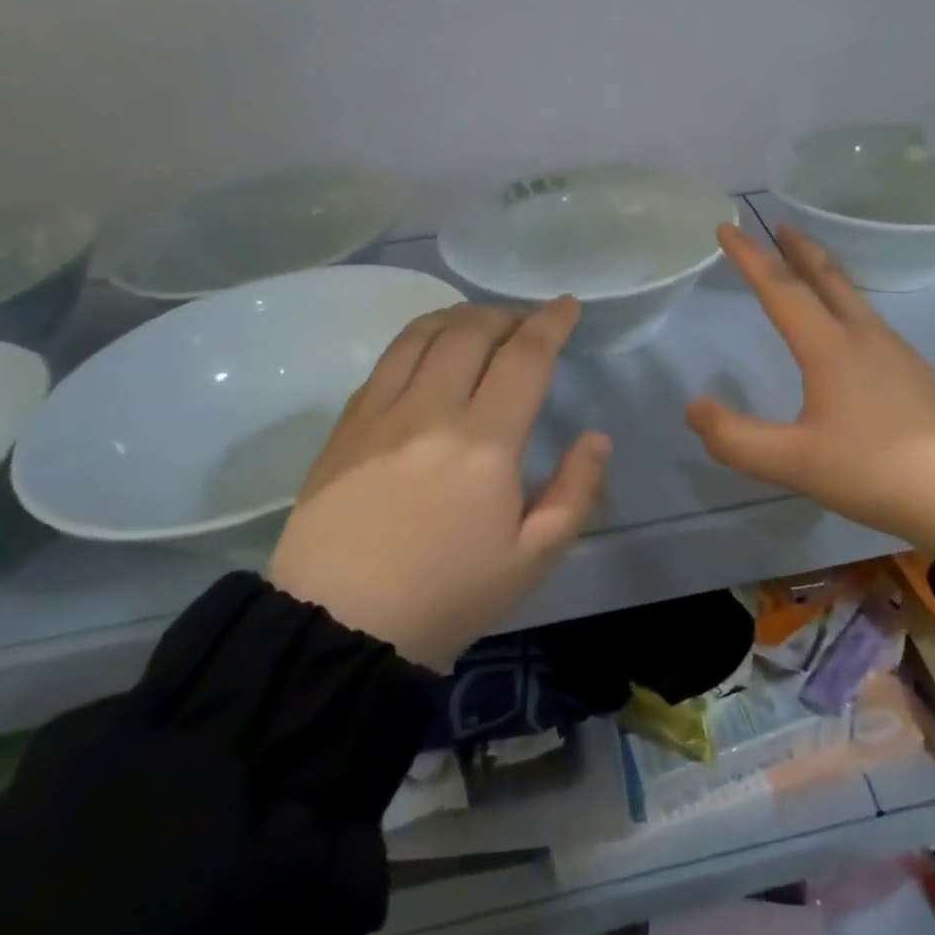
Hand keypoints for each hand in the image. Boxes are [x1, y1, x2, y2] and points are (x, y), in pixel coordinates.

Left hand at [268, 299, 609, 670]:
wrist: (338, 629)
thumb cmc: (448, 596)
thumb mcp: (533, 559)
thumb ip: (576, 492)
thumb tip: (596, 437)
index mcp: (484, 444)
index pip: (524, 357)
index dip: (551, 322)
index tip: (567, 305)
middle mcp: (431, 412)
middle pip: (472, 331)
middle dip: (508, 315)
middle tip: (527, 324)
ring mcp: (381, 414)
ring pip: (424, 334)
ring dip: (461, 317)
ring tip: (481, 324)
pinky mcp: (346, 425)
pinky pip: (386, 360)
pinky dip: (419, 339)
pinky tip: (430, 353)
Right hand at [686, 225, 934, 552]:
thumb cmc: (876, 470)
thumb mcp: (795, 463)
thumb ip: (736, 439)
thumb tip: (694, 407)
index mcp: (830, 347)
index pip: (781, 288)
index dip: (750, 257)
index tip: (727, 227)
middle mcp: (864, 336)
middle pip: (827, 277)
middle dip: (797, 248)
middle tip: (779, 224)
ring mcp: (897, 352)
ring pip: (852, 297)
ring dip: (824, 273)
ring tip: (807, 269)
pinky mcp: (917, 373)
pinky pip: (869, 321)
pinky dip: (845, 304)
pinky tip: (848, 329)